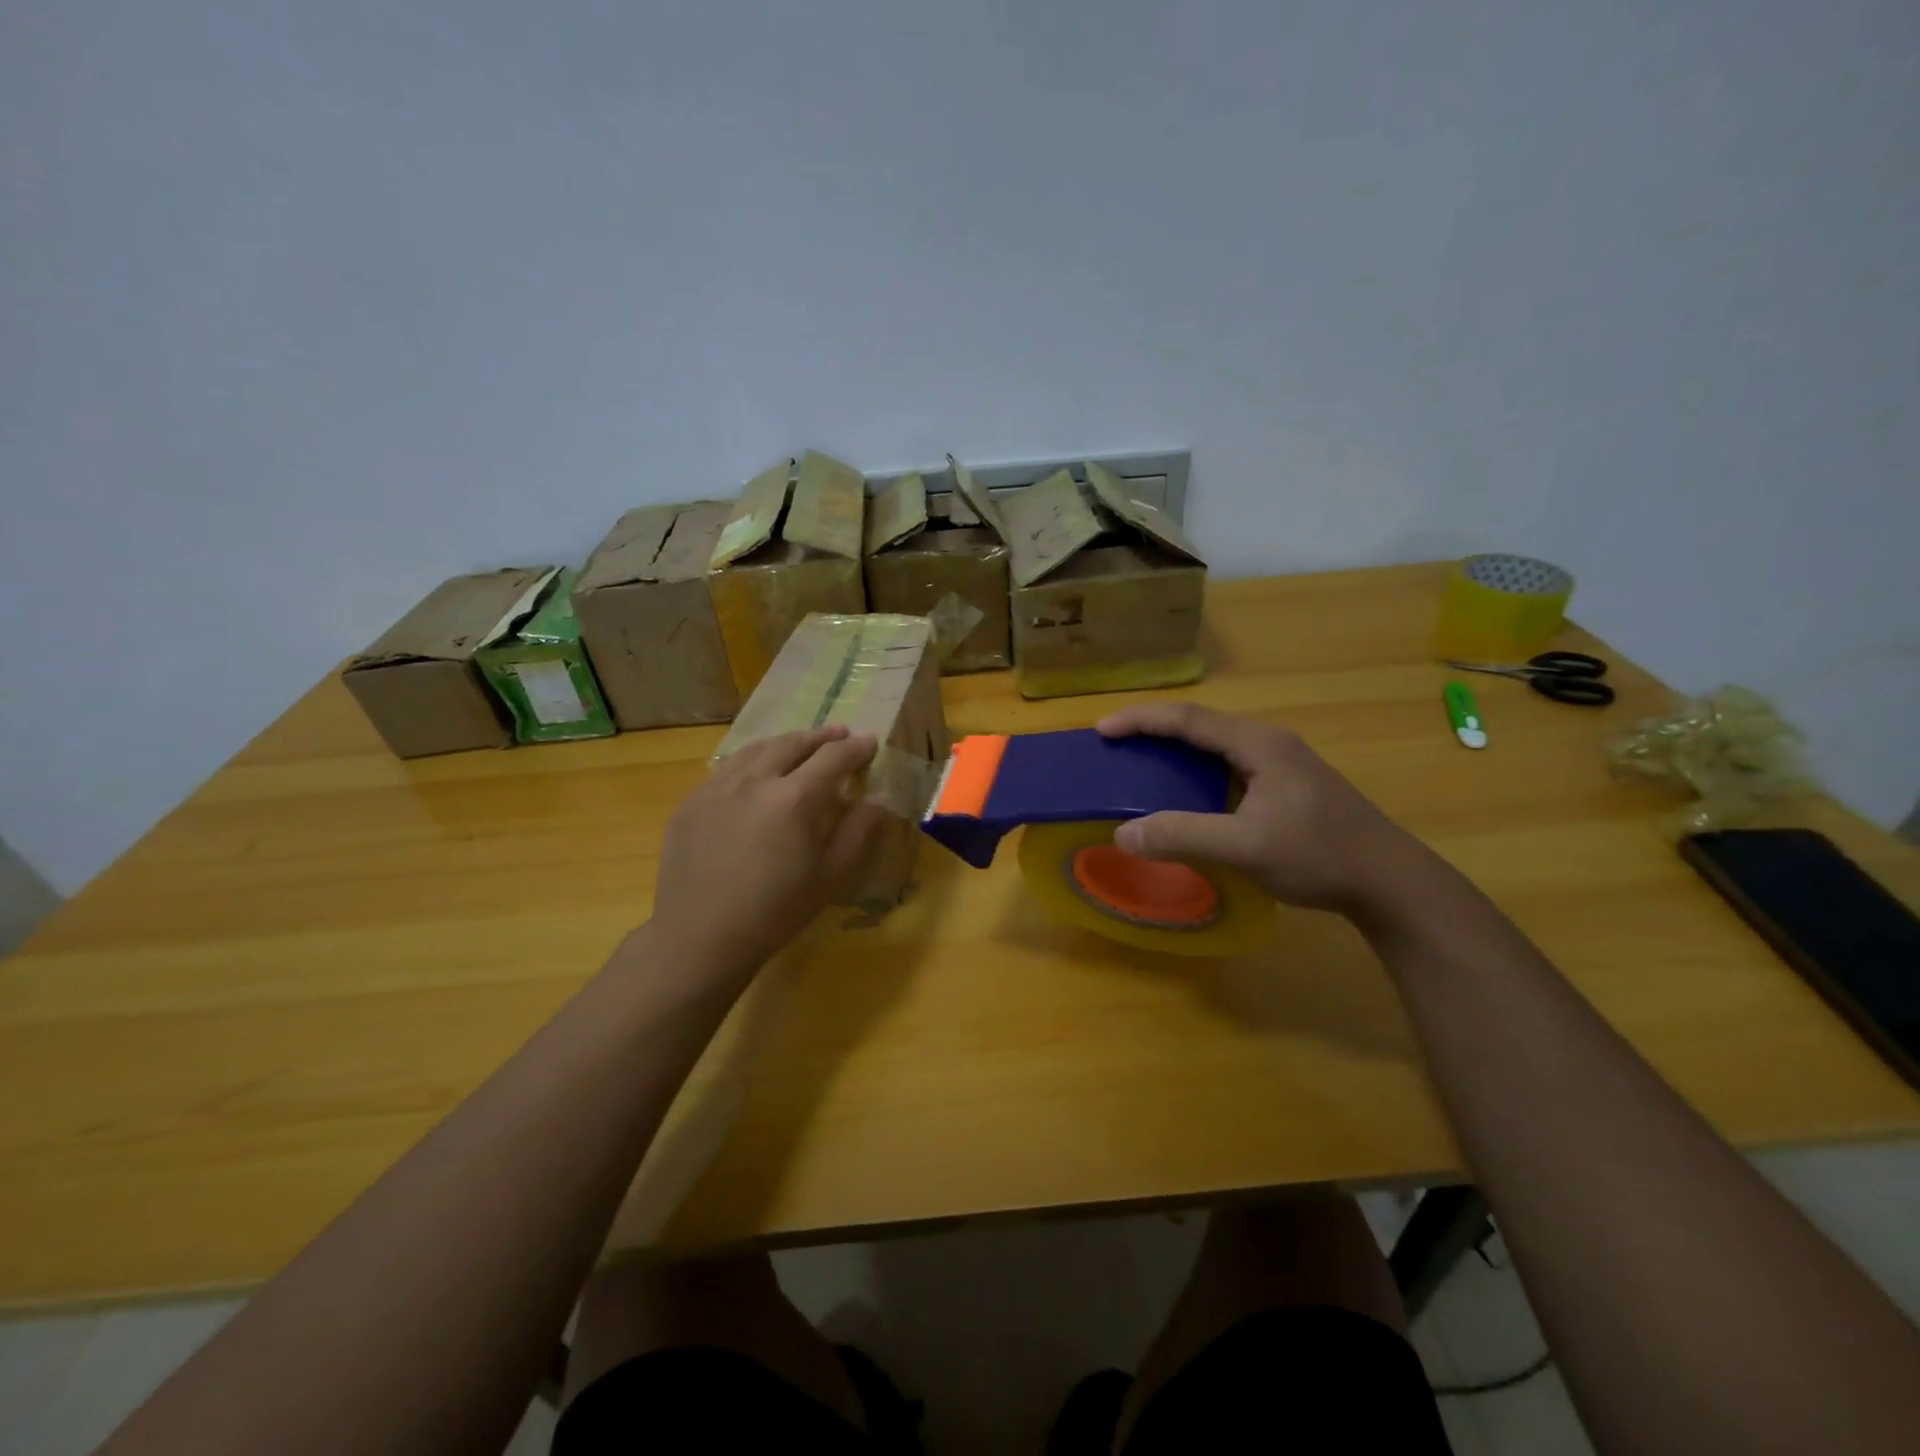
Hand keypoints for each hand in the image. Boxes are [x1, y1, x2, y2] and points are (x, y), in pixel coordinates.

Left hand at [648, 725, 888, 983]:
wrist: (701, 938)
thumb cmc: (776, 912)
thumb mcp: (830, 876)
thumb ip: (859, 832)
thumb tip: (880, 800)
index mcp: (793, 799)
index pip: (832, 758)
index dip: (855, 748)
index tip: (869, 741)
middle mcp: (753, 780)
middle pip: (792, 744)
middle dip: (820, 737)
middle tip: (839, 734)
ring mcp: (716, 788)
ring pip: (756, 750)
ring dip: (785, 742)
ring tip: (800, 744)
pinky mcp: (691, 802)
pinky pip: (726, 770)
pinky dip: (751, 762)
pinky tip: (756, 774)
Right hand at [1097, 702, 1428, 916]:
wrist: (1390, 882)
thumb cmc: (1320, 856)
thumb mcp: (1246, 847)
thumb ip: (1184, 836)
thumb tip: (1123, 833)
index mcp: (1258, 744)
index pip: (1188, 719)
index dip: (1141, 720)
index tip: (1102, 731)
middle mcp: (1268, 743)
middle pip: (1200, 725)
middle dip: (1153, 730)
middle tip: (1114, 746)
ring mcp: (1281, 764)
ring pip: (1214, 746)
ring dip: (1174, 750)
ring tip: (1140, 764)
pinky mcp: (1286, 786)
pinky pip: (1227, 767)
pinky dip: (1195, 772)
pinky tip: (1185, 793)